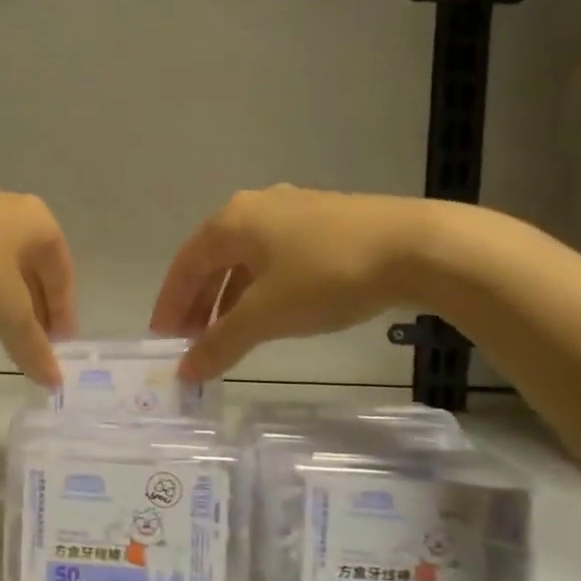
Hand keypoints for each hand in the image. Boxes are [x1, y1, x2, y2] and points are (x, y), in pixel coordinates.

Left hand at [0, 181, 78, 387]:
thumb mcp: (5, 312)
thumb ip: (32, 345)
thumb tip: (55, 380)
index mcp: (39, 224)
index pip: (63, 275)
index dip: (64, 314)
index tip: (59, 347)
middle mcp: (11, 211)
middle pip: (34, 268)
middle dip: (35, 306)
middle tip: (33, 343)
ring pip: (1, 263)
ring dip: (6, 297)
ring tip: (1, 328)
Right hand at [150, 185, 444, 380]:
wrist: (418, 247)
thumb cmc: (327, 276)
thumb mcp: (267, 315)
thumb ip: (221, 343)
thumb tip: (185, 372)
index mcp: (232, 221)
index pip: (185, 265)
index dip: (170, 304)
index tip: (162, 339)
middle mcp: (256, 208)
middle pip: (213, 260)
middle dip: (199, 303)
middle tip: (190, 341)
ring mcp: (294, 211)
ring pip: (246, 260)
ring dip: (229, 298)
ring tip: (225, 334)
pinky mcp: (325, 222)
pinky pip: (275, 258)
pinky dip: (260, 288)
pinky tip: (269, 312)